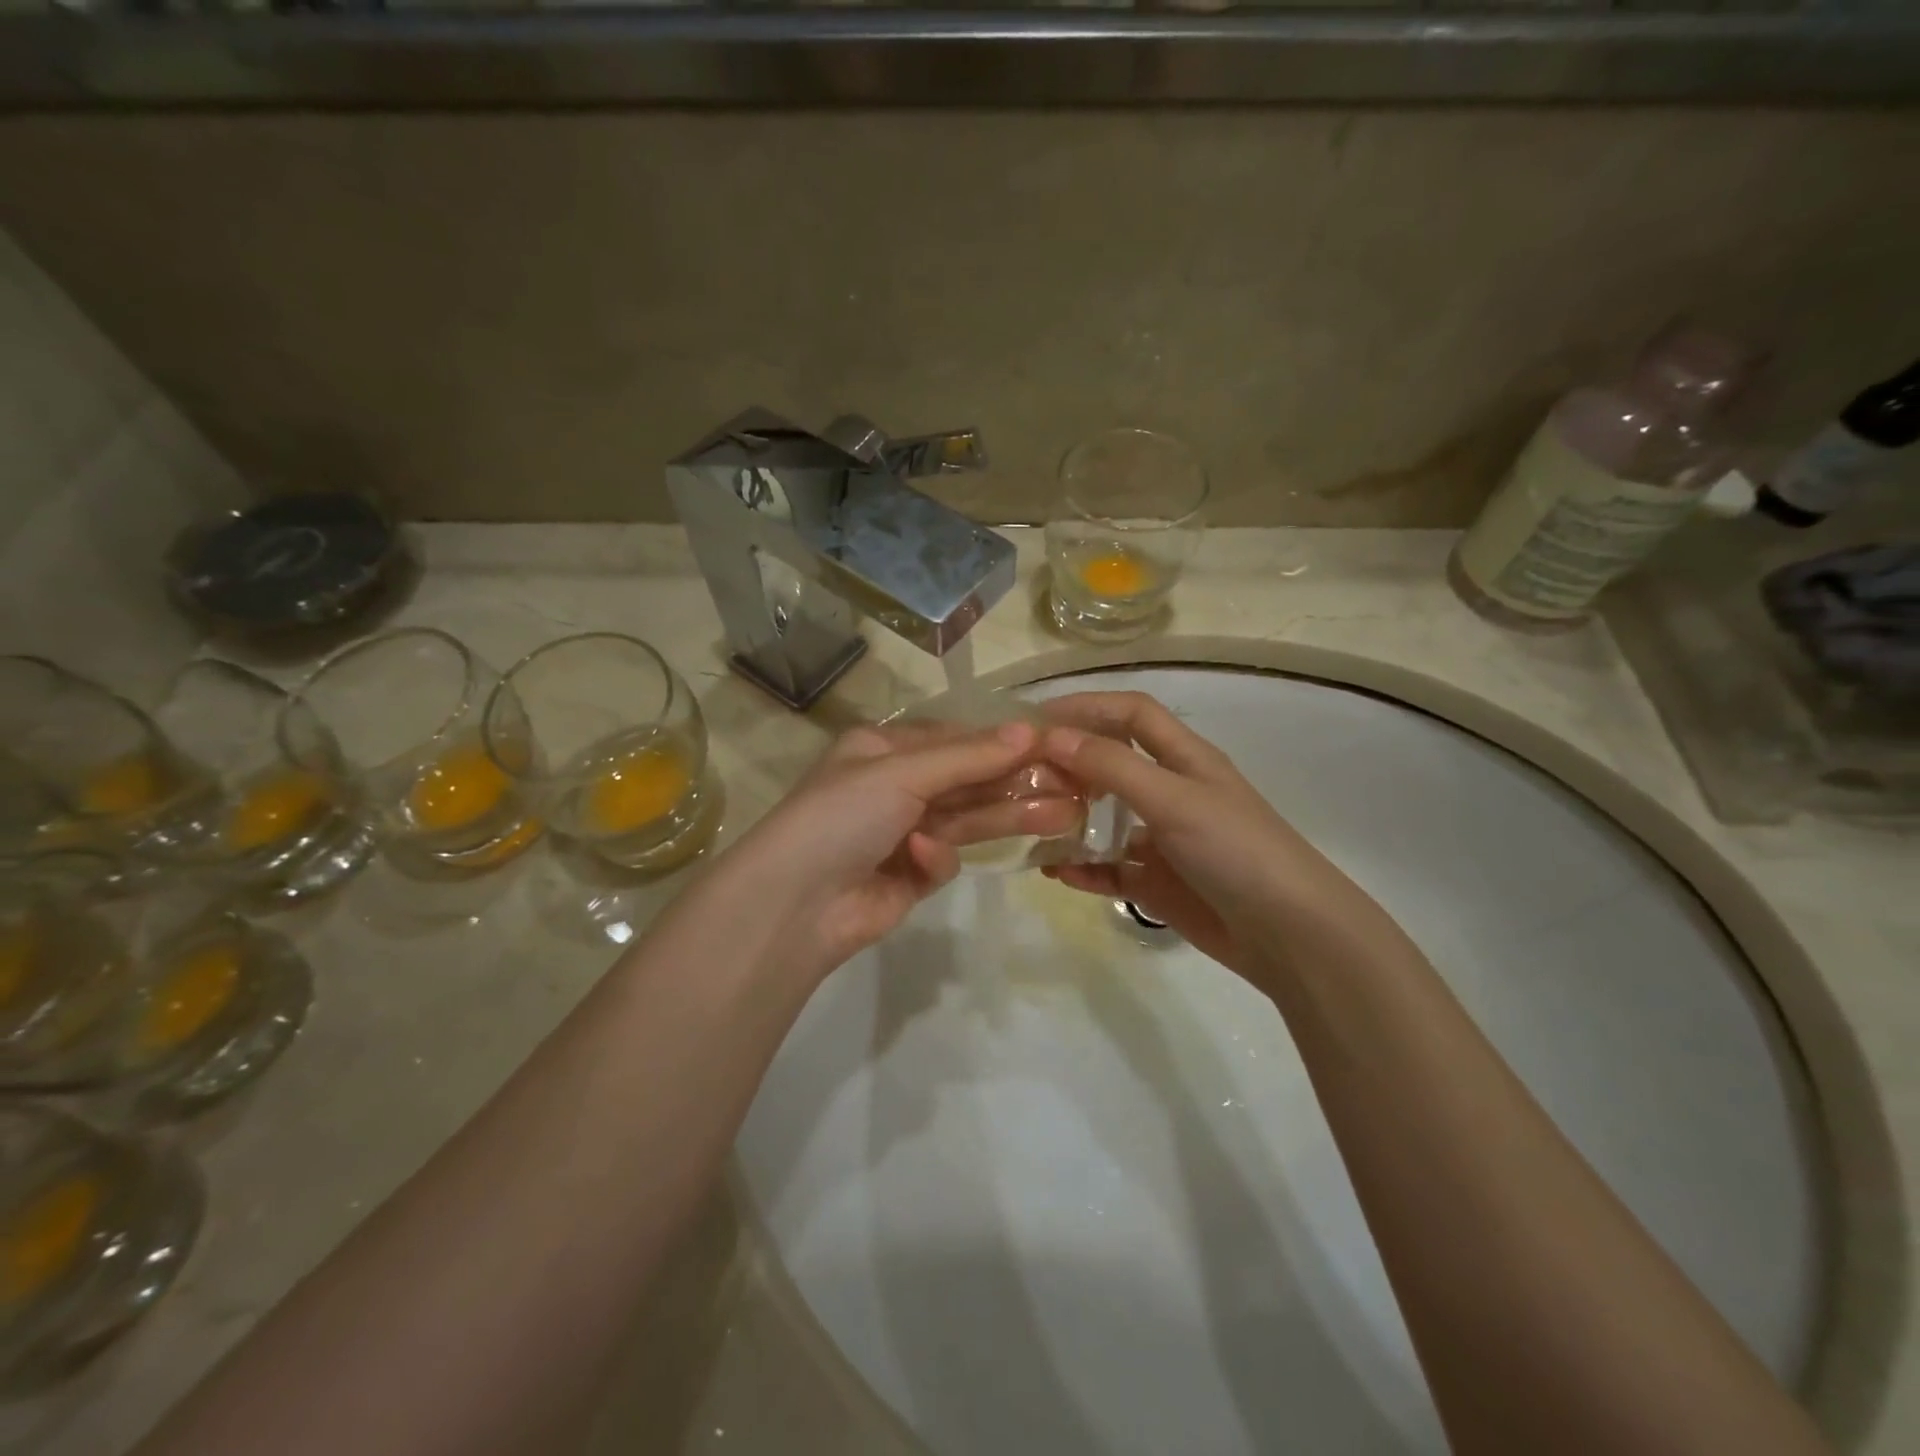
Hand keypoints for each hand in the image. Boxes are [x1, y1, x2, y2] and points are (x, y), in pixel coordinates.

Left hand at [720, 718, 1081, 977]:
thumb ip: (969, 756)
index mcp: (882, 750)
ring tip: (1067, 815)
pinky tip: (921, 861)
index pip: (955, 738)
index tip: (1053, 744)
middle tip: (1076, 784)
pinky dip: (936, 859)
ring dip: (1008, 816)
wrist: (793, 904)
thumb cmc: (842, 816)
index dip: (1003, 741)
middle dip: (1017, 781)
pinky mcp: (909, 876)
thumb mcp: (903, 774)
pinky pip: (941, 859)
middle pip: (968, 779)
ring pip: (967, 819)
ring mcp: (902, 832)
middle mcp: (894, 786)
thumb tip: (1030, 729)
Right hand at [1038, 691, 1382, 984]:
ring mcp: (1164, 840)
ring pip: (1104, 819)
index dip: (1086, 706)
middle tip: (1020, 777)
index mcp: (1184, 758)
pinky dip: (1082, 869)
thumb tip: (1051, 737)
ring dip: (1068, 818)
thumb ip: (1112, 767)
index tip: (1035, 720)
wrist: (1290, 936)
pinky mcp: (1158, 883)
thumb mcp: (1174, 799)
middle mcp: (1171, 792)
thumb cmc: (1236, 850)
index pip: (1130, 713)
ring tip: (1027, 824)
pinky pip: (1109, 869)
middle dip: (1067, 764)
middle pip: (1110, 763)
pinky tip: (1055, 872)